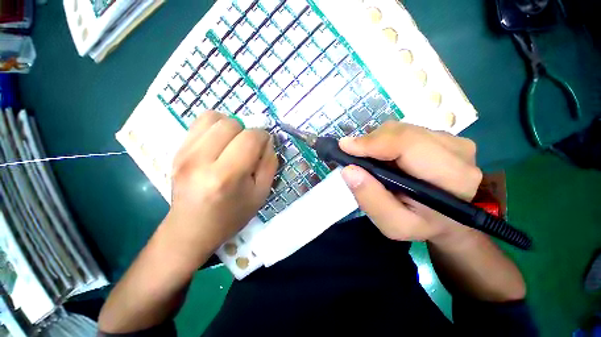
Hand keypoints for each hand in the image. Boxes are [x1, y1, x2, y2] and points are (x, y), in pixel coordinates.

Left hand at [165, 111, 277, 264]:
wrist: (191, 229)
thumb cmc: (231, 215)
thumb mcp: (261, 194)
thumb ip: (269, 164)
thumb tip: (268, 140)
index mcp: (226, 176)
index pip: (250, 138)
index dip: (263, 136)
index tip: (264, 145)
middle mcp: (201, 161)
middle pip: (231, 124)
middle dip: (247, 131)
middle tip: (249, 147)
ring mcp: (184, 154)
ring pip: (214, 118)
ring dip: (231, 126)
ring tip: (233, 143)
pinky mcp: (176, 151)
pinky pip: (199, 123)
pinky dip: (215, 126)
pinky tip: (219, 143)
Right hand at [339, 121, 482, 243]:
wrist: (450, 220)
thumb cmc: (421, 225)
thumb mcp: (393, 224)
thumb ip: (371, 199)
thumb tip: (349, 170)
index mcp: (451, 177)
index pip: (407, 144)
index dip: (372, 142)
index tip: (344, 147)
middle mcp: (457, 151)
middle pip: (401, 132)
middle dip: (370, 142)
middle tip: (353, 156)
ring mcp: (452, 140)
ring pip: (401, 129)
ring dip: (378, 142)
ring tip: (370, 160)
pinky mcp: (443, 136)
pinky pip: (405, 131)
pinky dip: (387, 141)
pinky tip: (385, 157)